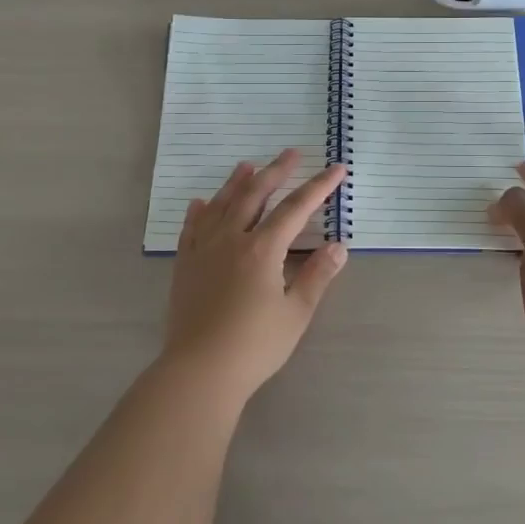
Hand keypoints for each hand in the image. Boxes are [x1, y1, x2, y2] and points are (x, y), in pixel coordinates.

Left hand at [164, 149, 348, 400]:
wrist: (199, 370)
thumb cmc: (254, 345)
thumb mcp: (295, 313)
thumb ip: (317, 276)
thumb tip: (339, 247)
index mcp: (262, 249)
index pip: (296, 208)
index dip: (318, 187)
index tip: (336, 169)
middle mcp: (231, 239)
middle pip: (255, 195)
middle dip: (277, 171)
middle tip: (292, 153)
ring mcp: (204, 250)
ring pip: (221, 204)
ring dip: (237, 182)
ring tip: (248, 164)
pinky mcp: (185, 265)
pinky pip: (192, 228)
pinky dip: (200, 211)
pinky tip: (201, 202)